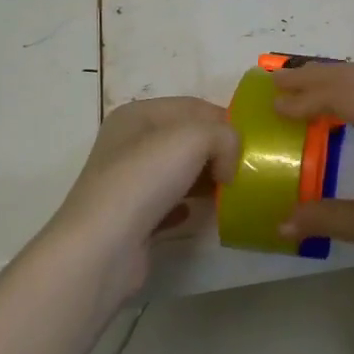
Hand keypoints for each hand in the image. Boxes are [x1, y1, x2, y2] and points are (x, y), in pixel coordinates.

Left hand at [42, 97, 239, 299]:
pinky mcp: (132, 218)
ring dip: (205, 179)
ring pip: (178, 172)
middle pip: (186, 139)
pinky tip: (198, 214)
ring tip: (229, 192)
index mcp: (137, 115)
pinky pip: (169, 204)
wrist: (103, 247)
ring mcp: (128, 182)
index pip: (193, 107)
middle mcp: (128, 144)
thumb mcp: (195, 138)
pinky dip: (187, 206)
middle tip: (244, 169)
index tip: (249, 144)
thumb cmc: (145, 178)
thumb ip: (224, 137)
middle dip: (217, 151)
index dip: (224, 121)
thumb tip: (228, 164)